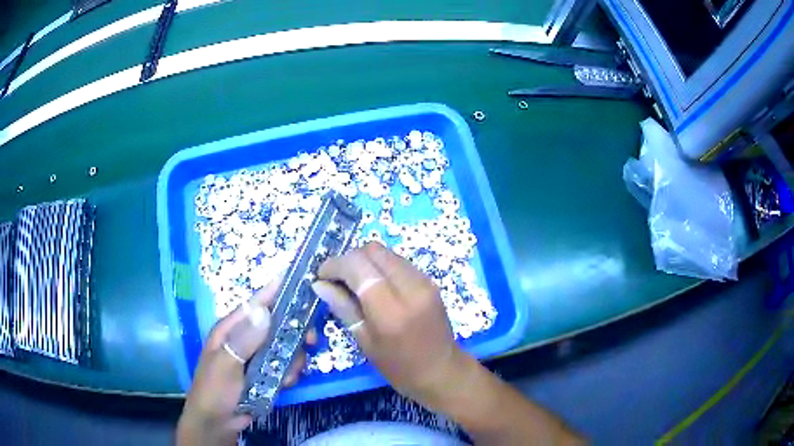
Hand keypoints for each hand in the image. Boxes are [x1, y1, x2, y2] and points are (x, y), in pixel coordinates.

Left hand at [177, 277, 316, 445]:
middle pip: (277, 324)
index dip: (275, 290)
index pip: (255, 304)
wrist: (217, 422)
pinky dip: (291, 373)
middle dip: (295, 333)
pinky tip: (286, 384)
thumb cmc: (214, 389)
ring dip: (293, 359)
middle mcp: (246, 338)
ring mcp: (257, 356)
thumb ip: (243, 340)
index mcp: (231, 329)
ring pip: (286, 347)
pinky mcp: (266, 373)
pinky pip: (286, 365)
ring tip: (289, 375)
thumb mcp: (226, 365)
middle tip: (310, 341)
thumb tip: (264, 310)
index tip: (299, 279)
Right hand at [312, 242, 467, 407]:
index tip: (321, 276)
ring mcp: (424, 280)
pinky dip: (380, 266)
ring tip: (354, 282)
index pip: (358, 266)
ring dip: (365, 261)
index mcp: (390, 309)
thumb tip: (319, 284)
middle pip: (372, 250)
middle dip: (349, 259)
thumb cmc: (399, 366)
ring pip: (386, 252)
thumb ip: (343, 307)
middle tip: (337, 279)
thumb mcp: (365, 341)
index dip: (335, 265)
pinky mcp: (429, 280)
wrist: (442, 370)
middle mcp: (410, 286)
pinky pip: (398, 261)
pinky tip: (374, 285)